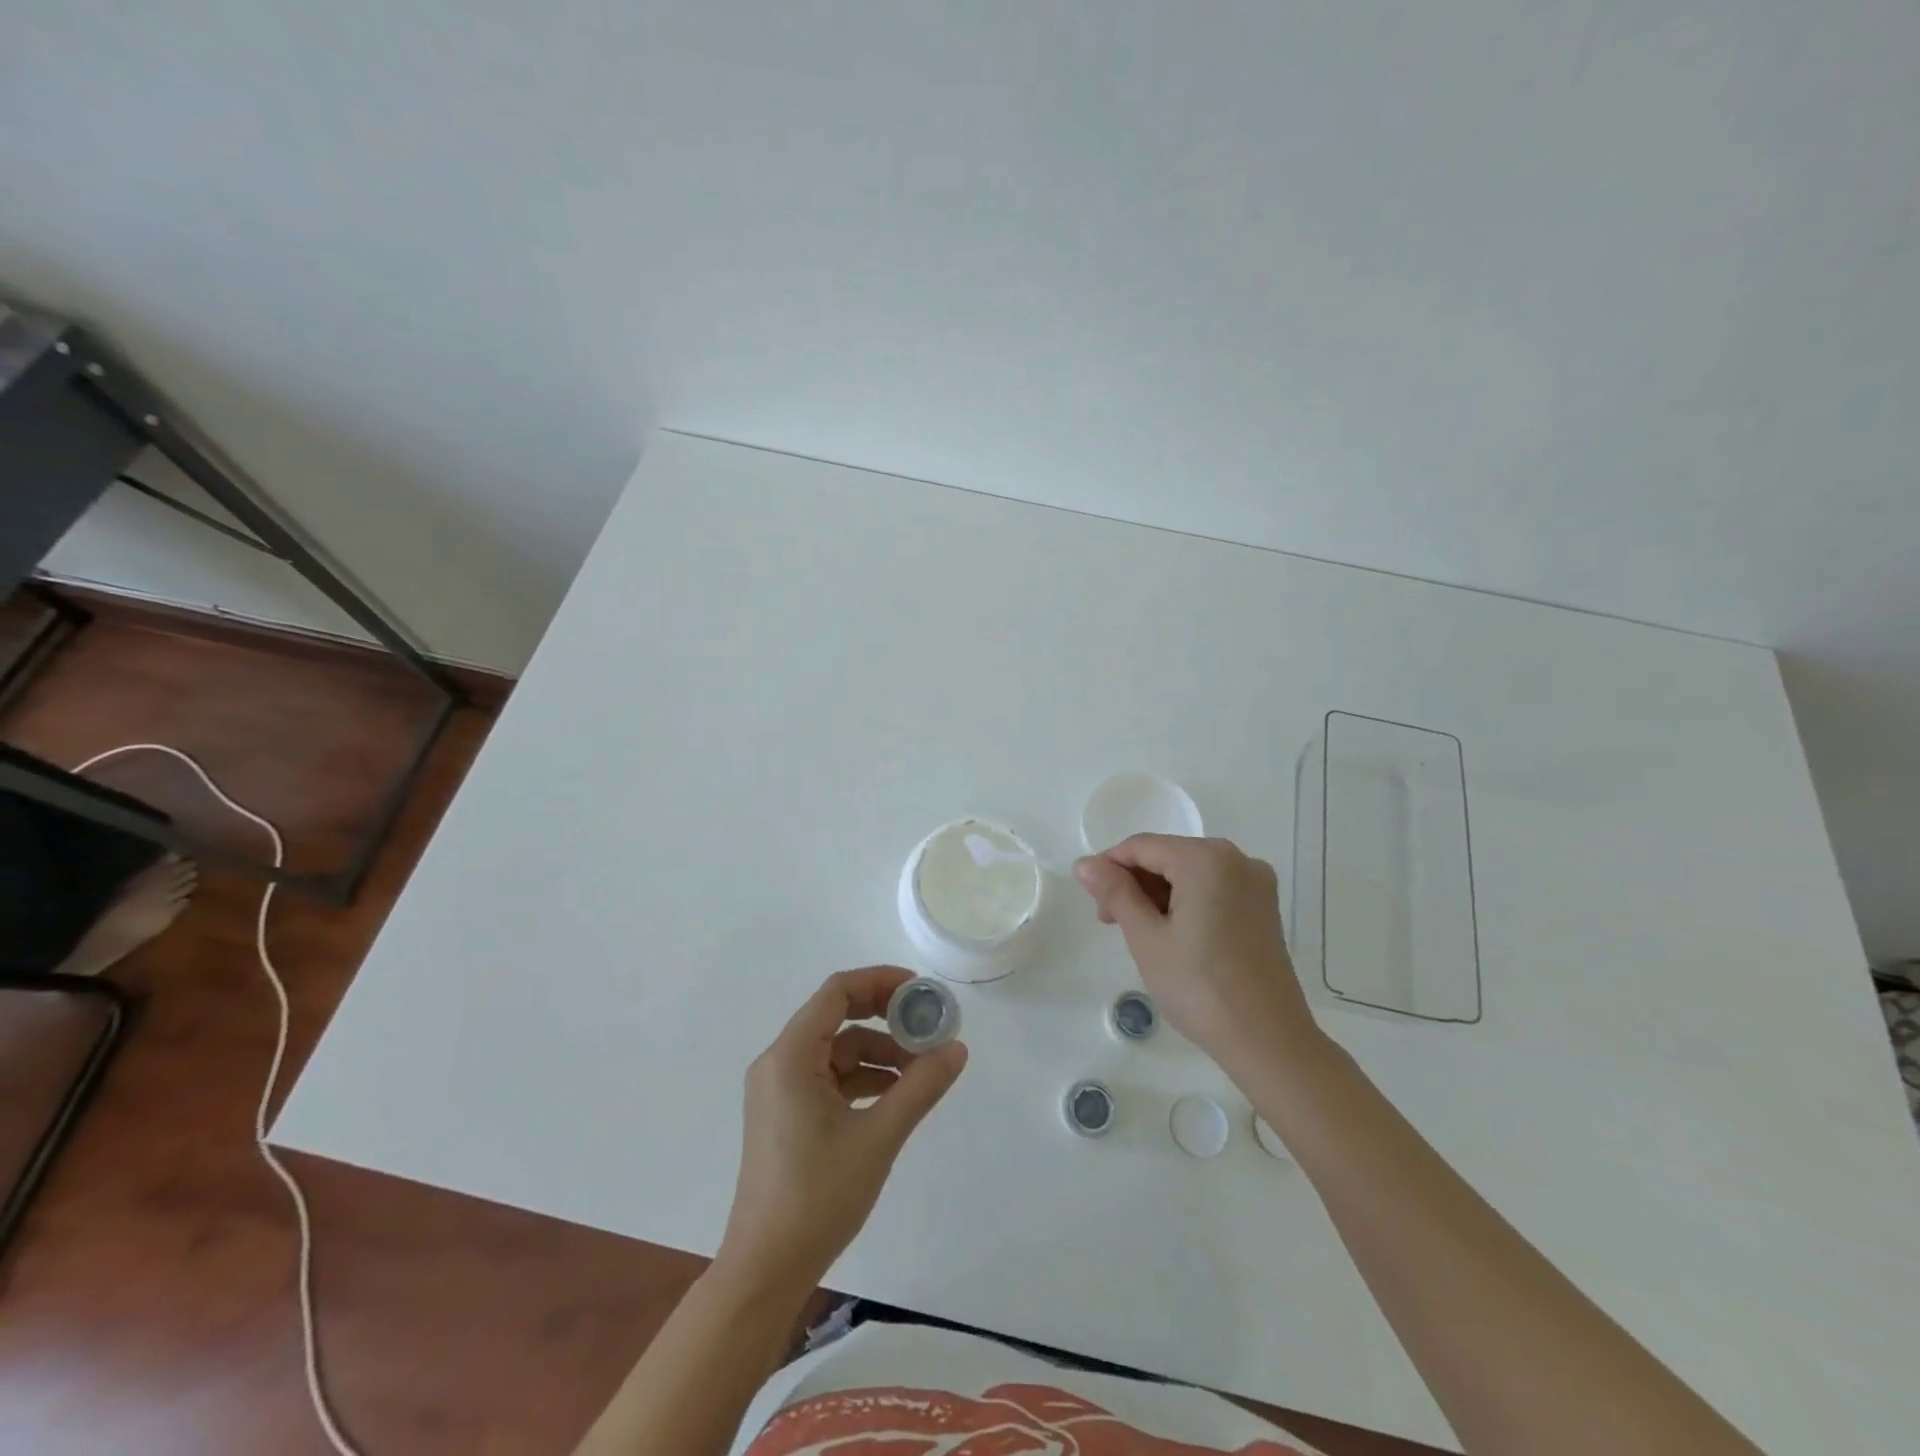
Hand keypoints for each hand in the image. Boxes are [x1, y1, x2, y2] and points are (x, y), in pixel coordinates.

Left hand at [718, 966, 967, 1295]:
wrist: (765, 1270)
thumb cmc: (817, 1196)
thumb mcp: (879, 1137)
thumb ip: (921, 1087)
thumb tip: (957, 1048)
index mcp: (791, 1056)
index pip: (837, 992)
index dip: (880, 982)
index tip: (921, 991)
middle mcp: (779, 1063)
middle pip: (837, 1017)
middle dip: (885, 1018)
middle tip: (927, 1026)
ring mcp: (780, 1090)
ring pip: (837, 1051)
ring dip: (879, 1053)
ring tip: (922, 1071)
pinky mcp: (786, 1114)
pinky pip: (829, 1078)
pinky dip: (863, 1079)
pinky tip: (896, 1097)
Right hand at [1074, 835, 1318, 1072]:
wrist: (1268, 1041)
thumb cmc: (1199, 987)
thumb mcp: (1146, 938)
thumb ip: (1115, 893)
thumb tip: (1085, 864)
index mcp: (1206, 859)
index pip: (1142, 846)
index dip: (1109, 866)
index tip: (1090, 899)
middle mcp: (1236, 859)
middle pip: (1168, 855)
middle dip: (1134, 882)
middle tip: (1110, 922)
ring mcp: (1255, 883)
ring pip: (1190, 873)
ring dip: (1158, 893)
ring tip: (1139, 933)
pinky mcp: (1264, 907)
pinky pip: (1213, 888)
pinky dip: (1186, 901)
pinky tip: (1172, 934)